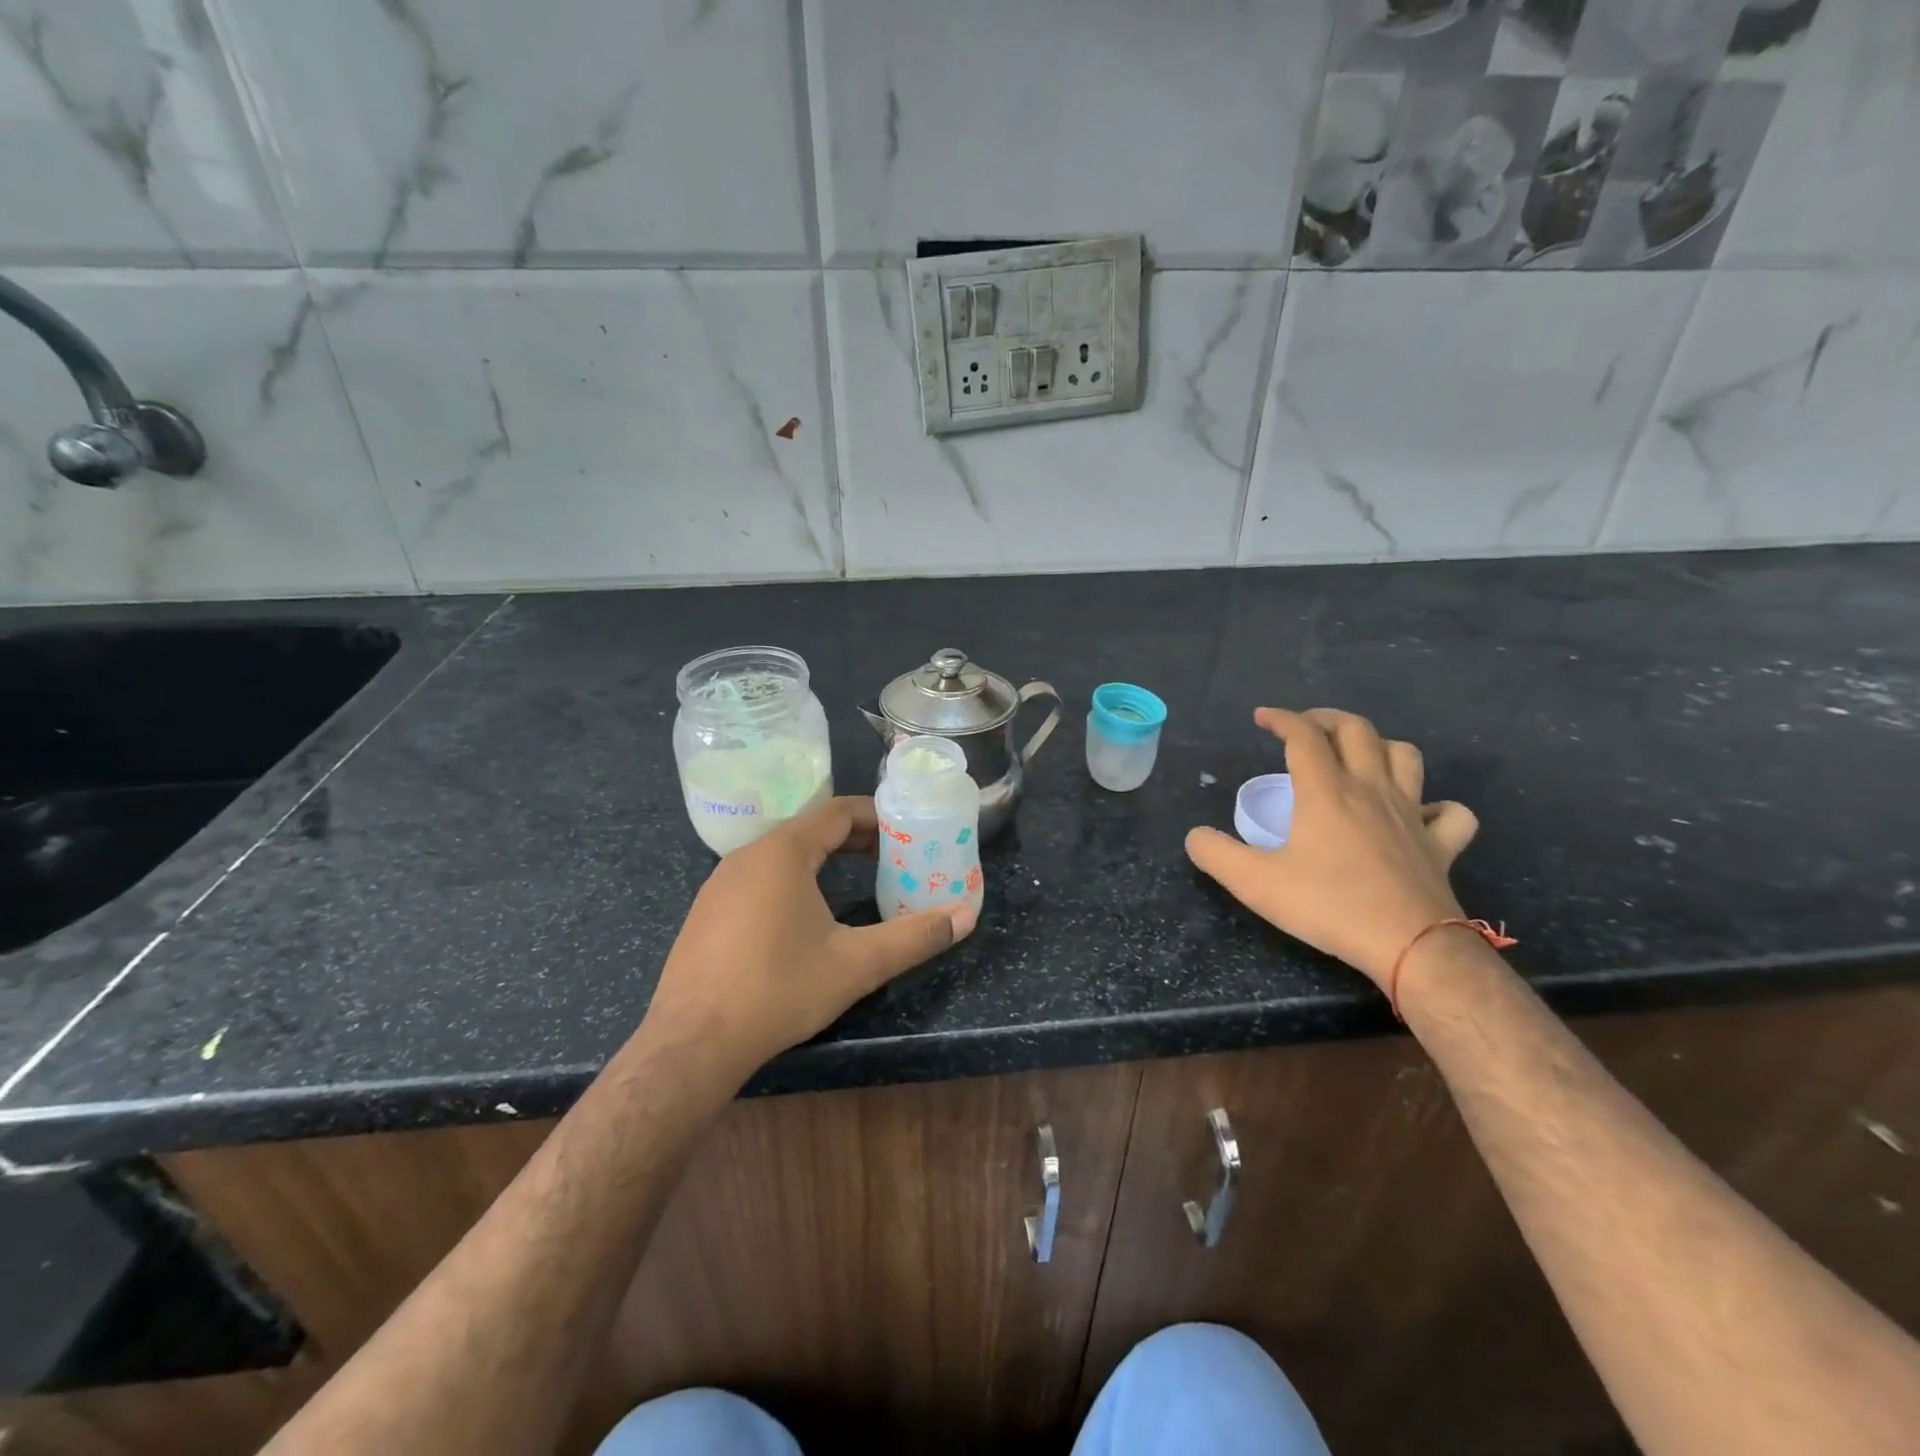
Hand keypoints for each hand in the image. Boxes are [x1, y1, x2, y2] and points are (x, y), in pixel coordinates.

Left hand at [641, 796, 975, 1087]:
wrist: (691, 1044)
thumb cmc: (778, 990)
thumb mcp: (856, 964)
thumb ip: (914, 937)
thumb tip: (966, 917)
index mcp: (784, 852)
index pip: (838, 811)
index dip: (876, 816)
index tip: (906, 830)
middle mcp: (748, 855)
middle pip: (810, 829)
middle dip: (855, 839)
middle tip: (892, 858)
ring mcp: (720, 882)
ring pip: (782, 853)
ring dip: (822, 859)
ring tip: (856, 882)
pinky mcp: (706, 911)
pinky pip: (758, 877)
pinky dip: (792, 880)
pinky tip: (804, 917)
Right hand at [1186, 708, 1479, 988]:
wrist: (1409, 945)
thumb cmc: (1328, 906)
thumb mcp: (1254, 883)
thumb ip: (1216, 854)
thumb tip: (1194, 836)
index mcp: (1326, 792)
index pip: (1303, 736)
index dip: (1281, 718)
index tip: (1262, 718)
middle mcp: (1371, 790)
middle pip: (1357, 730)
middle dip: (1327, 718)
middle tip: (1305, 728)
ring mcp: (1412, 814)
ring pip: (1406, 756)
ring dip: (1380, 746)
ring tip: (1358, 757)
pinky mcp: (1441, 844)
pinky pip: (1451, 812)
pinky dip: (1437, 805)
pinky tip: (1420, 814)